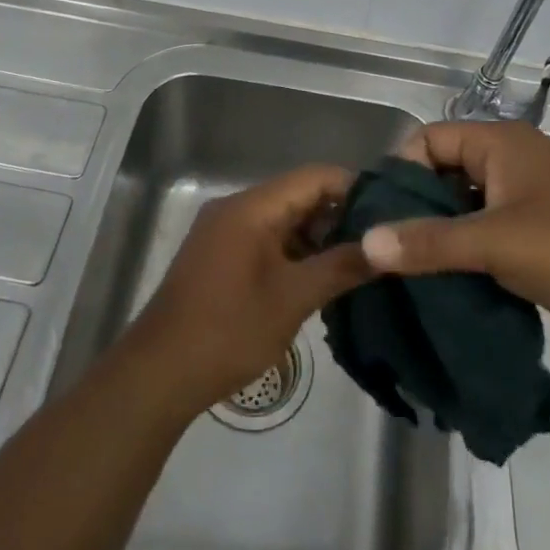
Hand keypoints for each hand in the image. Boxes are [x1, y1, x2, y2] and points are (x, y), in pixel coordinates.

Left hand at [125, 164, 371, 413]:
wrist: (159, 372)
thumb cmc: (229, 329)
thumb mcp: (293, 299)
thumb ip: (340, 267)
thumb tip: (384, 248)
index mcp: (252, 206)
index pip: (314, 177)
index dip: (354, 188)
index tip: (390, 211)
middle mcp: (236, 208)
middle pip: (298, 195)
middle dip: (339, 215)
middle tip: (380, 241)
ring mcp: (224, 231)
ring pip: (283, 219)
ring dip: (317, 237)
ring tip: (359, 261)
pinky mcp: (219, 255)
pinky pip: (266, 239)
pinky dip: (294, 251)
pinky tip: (320, 277)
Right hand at [362, 120, 549, 350]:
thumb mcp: (496, 243)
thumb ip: (428, 242)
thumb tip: (365, 242)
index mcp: (501, 143)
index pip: (428, 140)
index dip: (401, 172)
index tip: (379, 216)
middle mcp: (512, 162)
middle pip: (443, 174)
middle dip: (416, 209)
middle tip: (388, 251)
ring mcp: (528, 201)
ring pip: (464, 209)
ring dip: (440, 237)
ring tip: (408, 274)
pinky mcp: (539, 238)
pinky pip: (487, 236)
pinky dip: (466, 255)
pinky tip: (444, 286)